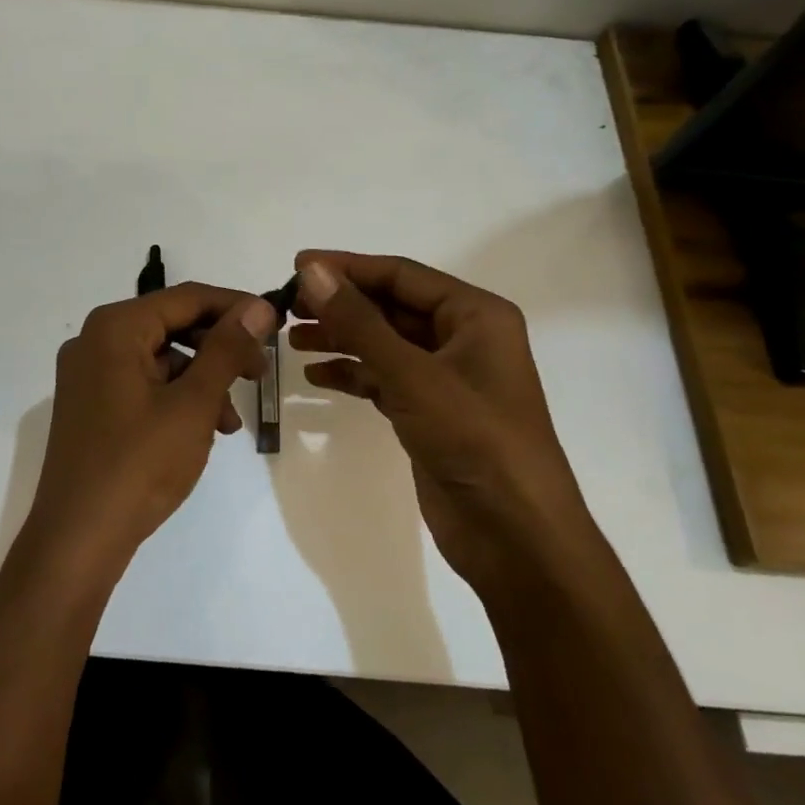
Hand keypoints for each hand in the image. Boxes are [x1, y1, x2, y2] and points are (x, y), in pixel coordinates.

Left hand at [24, 283, 275, 573]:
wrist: (78, 539)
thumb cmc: (139, 464)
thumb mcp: (193, 403)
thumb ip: (227, 349)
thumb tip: (258, 306)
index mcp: (115, 327)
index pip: (187, 297)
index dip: (236, 307)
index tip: (275, 323)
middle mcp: (95, 340)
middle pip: (172, 325)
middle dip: (219, 349)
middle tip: (259, 373)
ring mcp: (88, 374)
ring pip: (160, 359)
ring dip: (201, 381)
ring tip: (230, 422)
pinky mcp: (89, 405)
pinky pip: (142, 384)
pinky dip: (176, 399)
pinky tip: (202, 431)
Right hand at [288, 252, 589, 590]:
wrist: (517, 539)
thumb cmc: (475, 440)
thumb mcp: (413, 375)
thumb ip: (360, 322)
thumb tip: (313, 271)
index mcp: (476, 315)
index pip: (402, 275)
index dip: (348, 267)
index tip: (298, 265)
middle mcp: (463, 338)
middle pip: (391, 306)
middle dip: (341, 304)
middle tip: (288, 305)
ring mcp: (446, 378)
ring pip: (384, 343)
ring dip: (341, 337)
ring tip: (292, 337)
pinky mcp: (430, 413)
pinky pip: (384, 378)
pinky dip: (352, 374)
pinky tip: (316, 375)